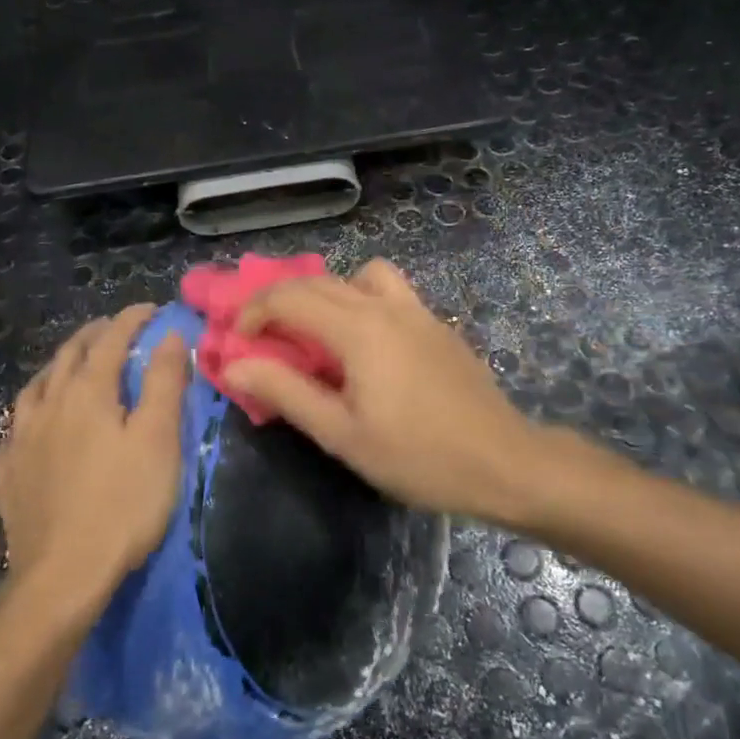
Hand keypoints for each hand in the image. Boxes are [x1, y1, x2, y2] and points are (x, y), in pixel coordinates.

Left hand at [0, 305, 189, 599]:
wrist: (63, 574)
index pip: (111, 340)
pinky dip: (29, 414)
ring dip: (57, 367)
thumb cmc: (124, 503)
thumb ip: (164, 382)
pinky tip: (32, 426)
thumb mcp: (159, 439)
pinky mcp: (7, 475)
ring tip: (70, 365)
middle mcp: (48, 406)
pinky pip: (13, 430)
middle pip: (68, 356)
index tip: (151, 309)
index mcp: (87, 393)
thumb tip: (170, 335)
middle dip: (93, 336)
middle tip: (114, 329)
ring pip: (35, 387)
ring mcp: (21, 440)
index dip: (131, 319)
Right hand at [223, 260, 540, 524]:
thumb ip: (286, 392)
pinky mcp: (437, 325)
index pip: (290, 298)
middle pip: (320, 281)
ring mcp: (418, 311)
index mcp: (359, 328)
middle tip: (263, 337)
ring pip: (360, 276)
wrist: (505, 462)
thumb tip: (234, 364)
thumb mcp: (342, 434)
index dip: (254, 312)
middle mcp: (386, 306)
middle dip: (281, 301)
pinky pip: (389, 293)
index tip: (237, 342)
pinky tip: (367, 348)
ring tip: (320, 333)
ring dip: (329, 293)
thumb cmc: (418, 456)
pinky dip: (362, 301)